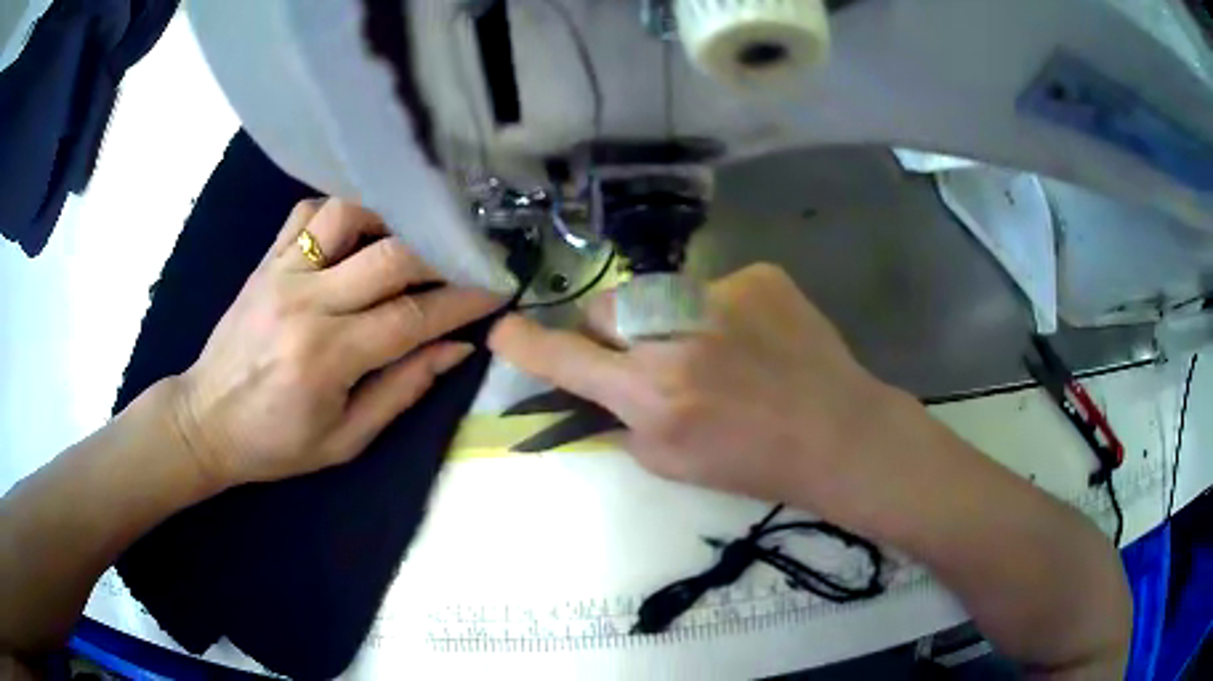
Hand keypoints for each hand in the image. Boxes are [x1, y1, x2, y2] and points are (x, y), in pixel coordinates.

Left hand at [173, 199, 502, 486]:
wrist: (207, 421)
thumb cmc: (275, 444)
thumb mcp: (345, 440)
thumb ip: (402, 390)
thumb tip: (456, 348)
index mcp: (327, 356)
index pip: (412, 316)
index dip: (461, 302)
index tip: (495, 291)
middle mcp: (306, 302)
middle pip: (390, 256)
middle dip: (438, 259)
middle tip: (460, 269)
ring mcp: (281, 273)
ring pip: (348, 215)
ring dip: (388, 223)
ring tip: (405, 246)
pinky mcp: (265, 261)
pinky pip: (307, 213)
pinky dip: (341, 213)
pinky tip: (355, 235)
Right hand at [488, 263, 902, 506]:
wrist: (836, 432)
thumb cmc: (754, 463)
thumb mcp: (671, 463)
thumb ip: (621, 421)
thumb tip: (592, 390)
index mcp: (652, 393)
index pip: (567, 359)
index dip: (527, 345)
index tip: (501, 330)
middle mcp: (676, 334)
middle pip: (605, 310)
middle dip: (609, 333)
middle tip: (644, 359)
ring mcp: (720, 294)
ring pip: (656, 294)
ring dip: (664, 320)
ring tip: (711, 350)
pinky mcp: (757, 275)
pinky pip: (711, 287)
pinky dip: (716, 311)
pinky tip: (750, 338)